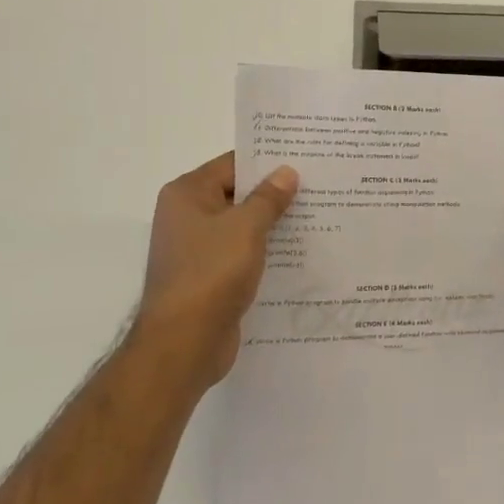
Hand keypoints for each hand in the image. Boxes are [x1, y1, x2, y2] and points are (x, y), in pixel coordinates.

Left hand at [137, 153, 298, 385]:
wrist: (184, 343)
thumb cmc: (211, 273)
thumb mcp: (246, 228)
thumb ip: (268, 198)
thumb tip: (286, 172)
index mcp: (187, 194)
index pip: (232, 164)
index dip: (267, 162)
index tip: (304, 160)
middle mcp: (186, 216)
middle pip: (237, 194)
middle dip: (274, 194)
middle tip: (318, 187)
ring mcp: (196, 249)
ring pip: (241, 226)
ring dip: (272, 224)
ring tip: (317, 217)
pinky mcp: (209, 277)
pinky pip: (241, 254)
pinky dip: (264, 251)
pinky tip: (298, 253)